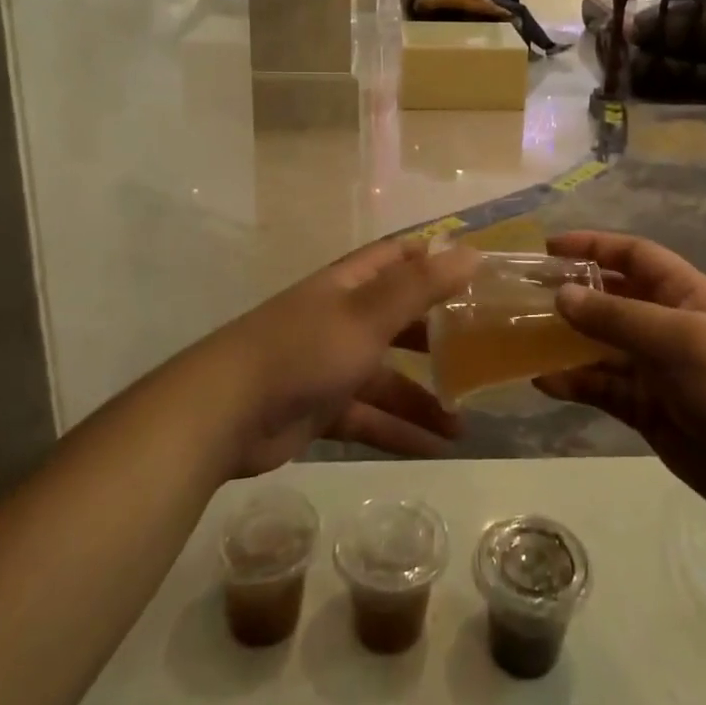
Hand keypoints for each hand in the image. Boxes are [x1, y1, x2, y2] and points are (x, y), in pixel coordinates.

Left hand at [203, 238, 480, 475]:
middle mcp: (342, 319)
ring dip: (422, 399)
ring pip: (387, 378)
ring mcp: (330, 365)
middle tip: (481, 351)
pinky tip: (433, 451)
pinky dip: (398, 432)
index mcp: (349, 286)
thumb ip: (420, 286)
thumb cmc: (303, 350)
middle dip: (436, 335)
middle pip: (398, 320)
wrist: (224, 413)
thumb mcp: (368, 314)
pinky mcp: (321, 408)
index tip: (476, 271)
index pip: (397, 258)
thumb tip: (472, 253)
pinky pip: (370, 417)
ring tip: (463, 427)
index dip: (433, 258)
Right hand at [535, 232, 705, 529]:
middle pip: (612, 299)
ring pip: (601, 345)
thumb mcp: (679, 340)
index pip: (634, 257)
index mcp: (685, 295)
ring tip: (522, 338)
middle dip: (573, 293)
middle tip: (525, 295)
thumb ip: (618, 318)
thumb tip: (562, 294)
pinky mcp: (648, 410)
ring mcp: (657, 370)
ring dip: (566, 341)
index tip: (550, 247)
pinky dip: (574, 383)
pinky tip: (543, 382)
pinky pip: (603, 388)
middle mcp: (667, 326)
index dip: (594, 246)